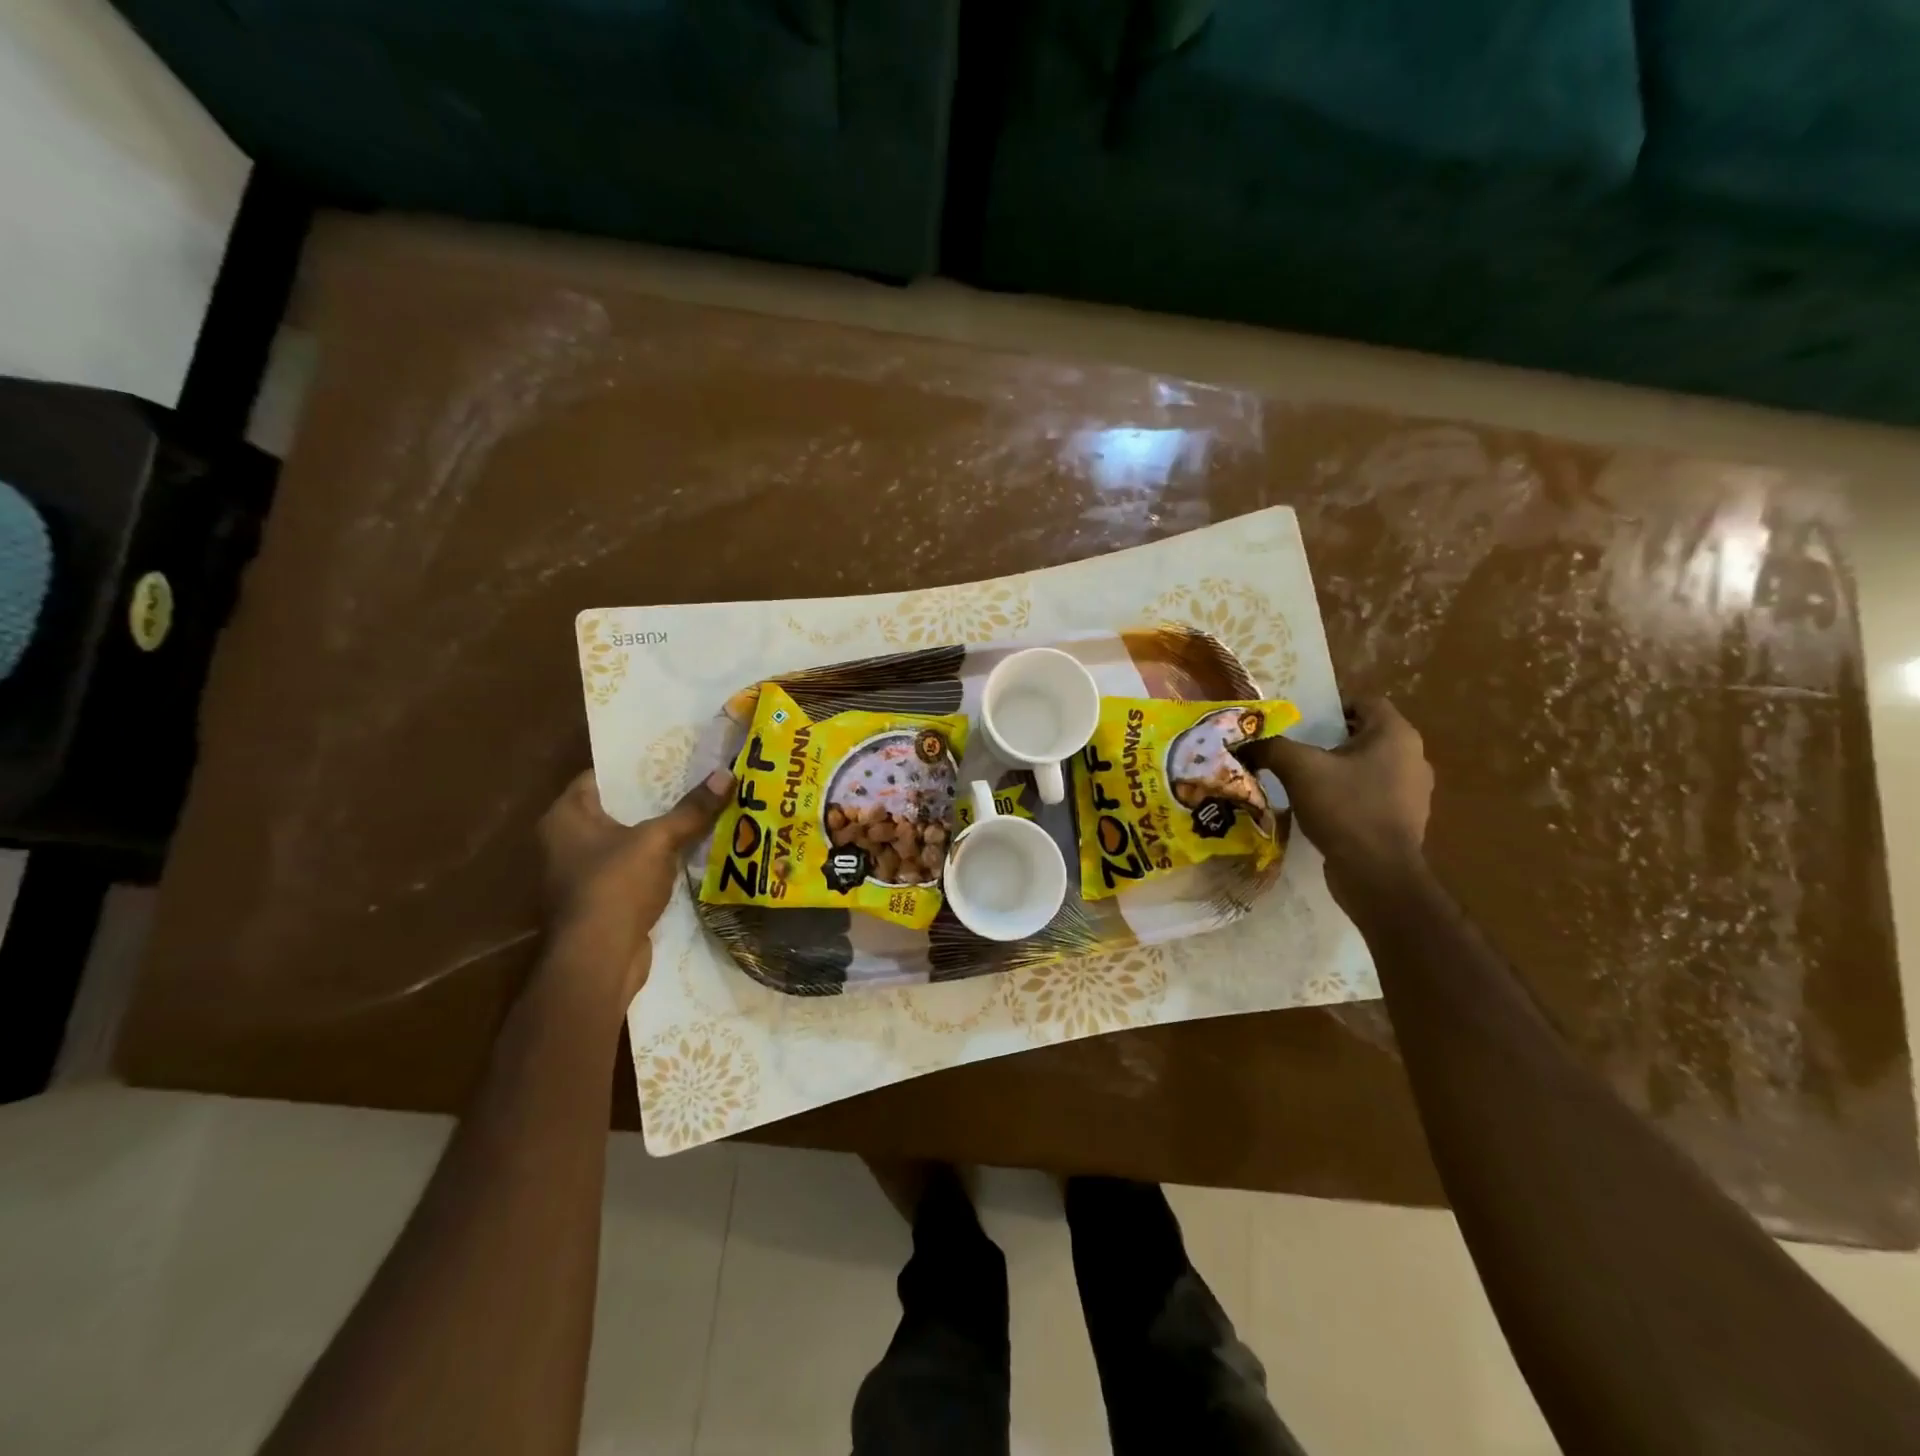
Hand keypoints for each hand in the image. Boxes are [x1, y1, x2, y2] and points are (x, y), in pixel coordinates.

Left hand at [536, 767, 732, 1006]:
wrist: (598, 960)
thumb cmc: (616, 886)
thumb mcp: (658, 840)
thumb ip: (691, 809)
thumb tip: (726, 773)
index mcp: (565, 816)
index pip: (600, 776)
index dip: (635, 766)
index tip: (672, 757)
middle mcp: (564, 841)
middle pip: (616, 808)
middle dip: (654, 798)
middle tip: (694, 780)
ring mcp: (580, 873)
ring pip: (626, 840)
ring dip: (658, 831)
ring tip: (699, 811)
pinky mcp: (600, 899)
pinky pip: (632, 868)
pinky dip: (656, 860)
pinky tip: (690, 851)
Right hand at [1243, 698, 1432, 911]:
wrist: (1377, 873)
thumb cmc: (1345, 808)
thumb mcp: (1298, 769)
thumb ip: (1270, 747)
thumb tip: (1245, 743)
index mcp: (1396, 734)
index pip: (1364, 701)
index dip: (1330, 705)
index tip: (1300, 720)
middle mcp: (1413, 757)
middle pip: (1365, 733)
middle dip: (1329, 738)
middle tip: (1295, 747)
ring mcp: (1413, 791)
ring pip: (1369, 765)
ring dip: (1339, 768)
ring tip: (1304, 778)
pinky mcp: (1405, 819)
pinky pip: (1372, 794)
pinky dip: (1348, 794)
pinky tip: (1322, 807)